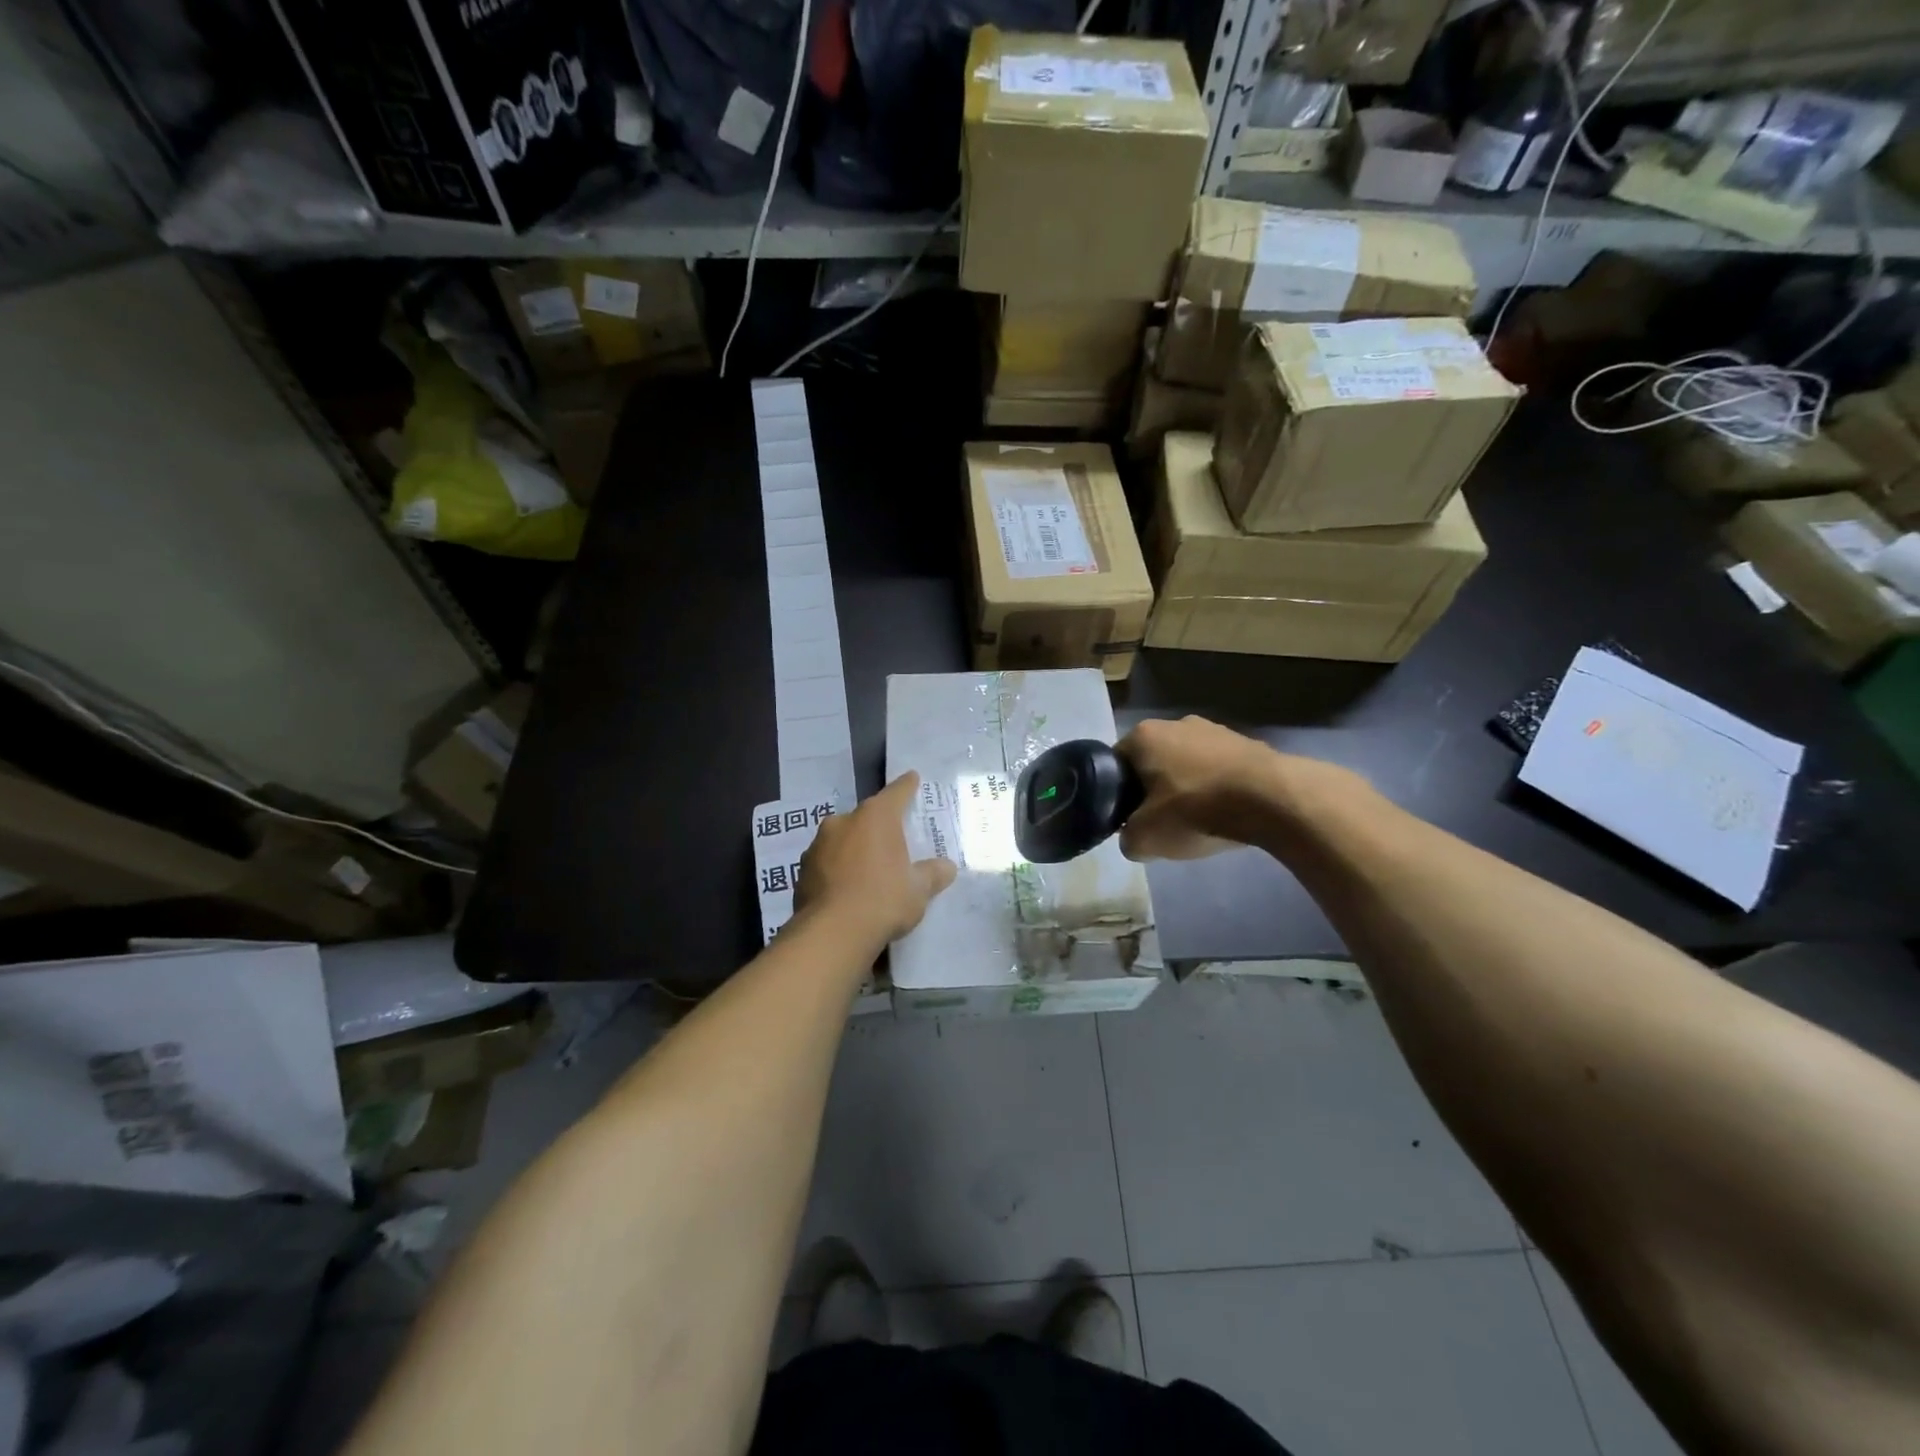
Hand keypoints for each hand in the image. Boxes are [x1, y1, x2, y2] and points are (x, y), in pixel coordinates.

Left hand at [796, 772, 957, 944]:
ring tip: (868, 871)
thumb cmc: (883, 900)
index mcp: (875, 817)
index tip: (912, 778)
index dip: (907, 786)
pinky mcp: (802, 871)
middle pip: (866, 817)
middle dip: (878, 827)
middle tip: (892, 841)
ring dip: (854, 849)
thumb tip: (947, 867)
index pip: (896, 793)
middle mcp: (843, 822)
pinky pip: (827, 863)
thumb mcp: (918, 890)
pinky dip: (838, 870)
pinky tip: (847, 890)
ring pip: (842, 840)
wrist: (832, 934)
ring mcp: (818, 845)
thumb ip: (933, 874)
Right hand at [1116, 716, 1286, 861]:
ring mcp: (1215, 729)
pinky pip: (1220, 768)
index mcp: (1144, 736)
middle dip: (1154, 788)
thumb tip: (1133, 838)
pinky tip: (1227, 812)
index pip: (1116, 763)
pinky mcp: (1247, 742)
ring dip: (1189, 786)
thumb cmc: (1195, 809)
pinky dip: (1219, 787)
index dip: (1118, 792)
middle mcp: (1175, 723)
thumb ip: (1128, 839)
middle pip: (1153, 761)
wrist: (1271, 799)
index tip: (1129, 817)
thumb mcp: (1146, 838)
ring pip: (1188, 763)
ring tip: (1199, 819)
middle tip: (1162, 821)